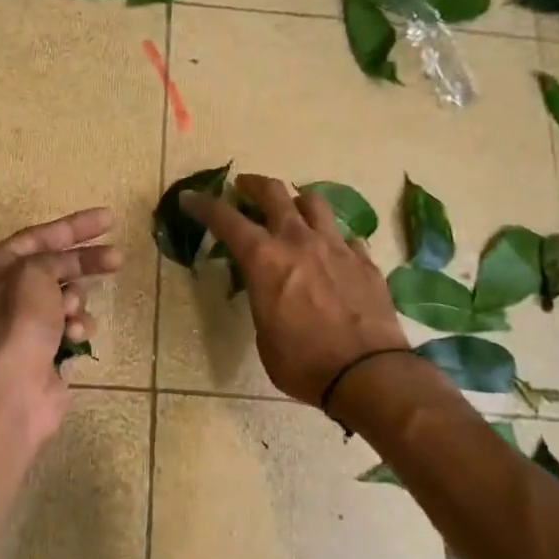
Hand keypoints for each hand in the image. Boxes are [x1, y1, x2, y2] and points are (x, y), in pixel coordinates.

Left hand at [0, 207, 121, 443]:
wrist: (12, 389)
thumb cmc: (17, 322)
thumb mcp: (34, 272)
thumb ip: (54, 258)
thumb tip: (68, 268)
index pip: (37, 236)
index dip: (74, 226)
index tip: (109, 219)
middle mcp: (3, 294)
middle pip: (54, 266)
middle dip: (85, 263)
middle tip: (118, 258)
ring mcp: (24, 325)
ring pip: (65, 299)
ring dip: (76, 302)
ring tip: (72, 312)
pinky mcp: (43, 350)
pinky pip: (69, 328)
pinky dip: (76, 329)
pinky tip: (74, 336)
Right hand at [182, 175, 407, 405]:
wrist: (368, 373)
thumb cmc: (303, 363)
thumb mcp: (264, 335)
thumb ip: (262, 300)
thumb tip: (269, 292)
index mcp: (265, 260)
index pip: (226, 219)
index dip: (204, 205)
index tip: (190, 197)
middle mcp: (299, 241)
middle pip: (274, 193)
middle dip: (253, 185)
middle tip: (244, 187)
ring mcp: (336, 247)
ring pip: (314, 203)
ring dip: (296, 200)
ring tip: (292, 209)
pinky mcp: (364, 261)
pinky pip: (344, 235)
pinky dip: (330, 237)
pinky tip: (330, 250)